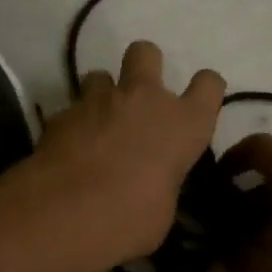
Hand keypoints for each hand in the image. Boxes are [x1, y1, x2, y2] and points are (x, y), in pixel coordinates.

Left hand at [21, 41, 223, 271]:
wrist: (68, 212)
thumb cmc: (131, 218)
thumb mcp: (163, 211)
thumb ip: (163, 185)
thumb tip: (152, 189)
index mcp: (184, 124)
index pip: (209, 85)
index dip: (204, 89)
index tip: (197, 102)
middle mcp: (144, 99)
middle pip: (146, 52)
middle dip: (142, 66)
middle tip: (137, 97)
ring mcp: (99, 100)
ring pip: (100, 74)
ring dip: (101, 95)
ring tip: (96, 124)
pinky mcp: (62, 113)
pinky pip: (71, 109)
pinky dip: (72, 125)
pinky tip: (68, 150)